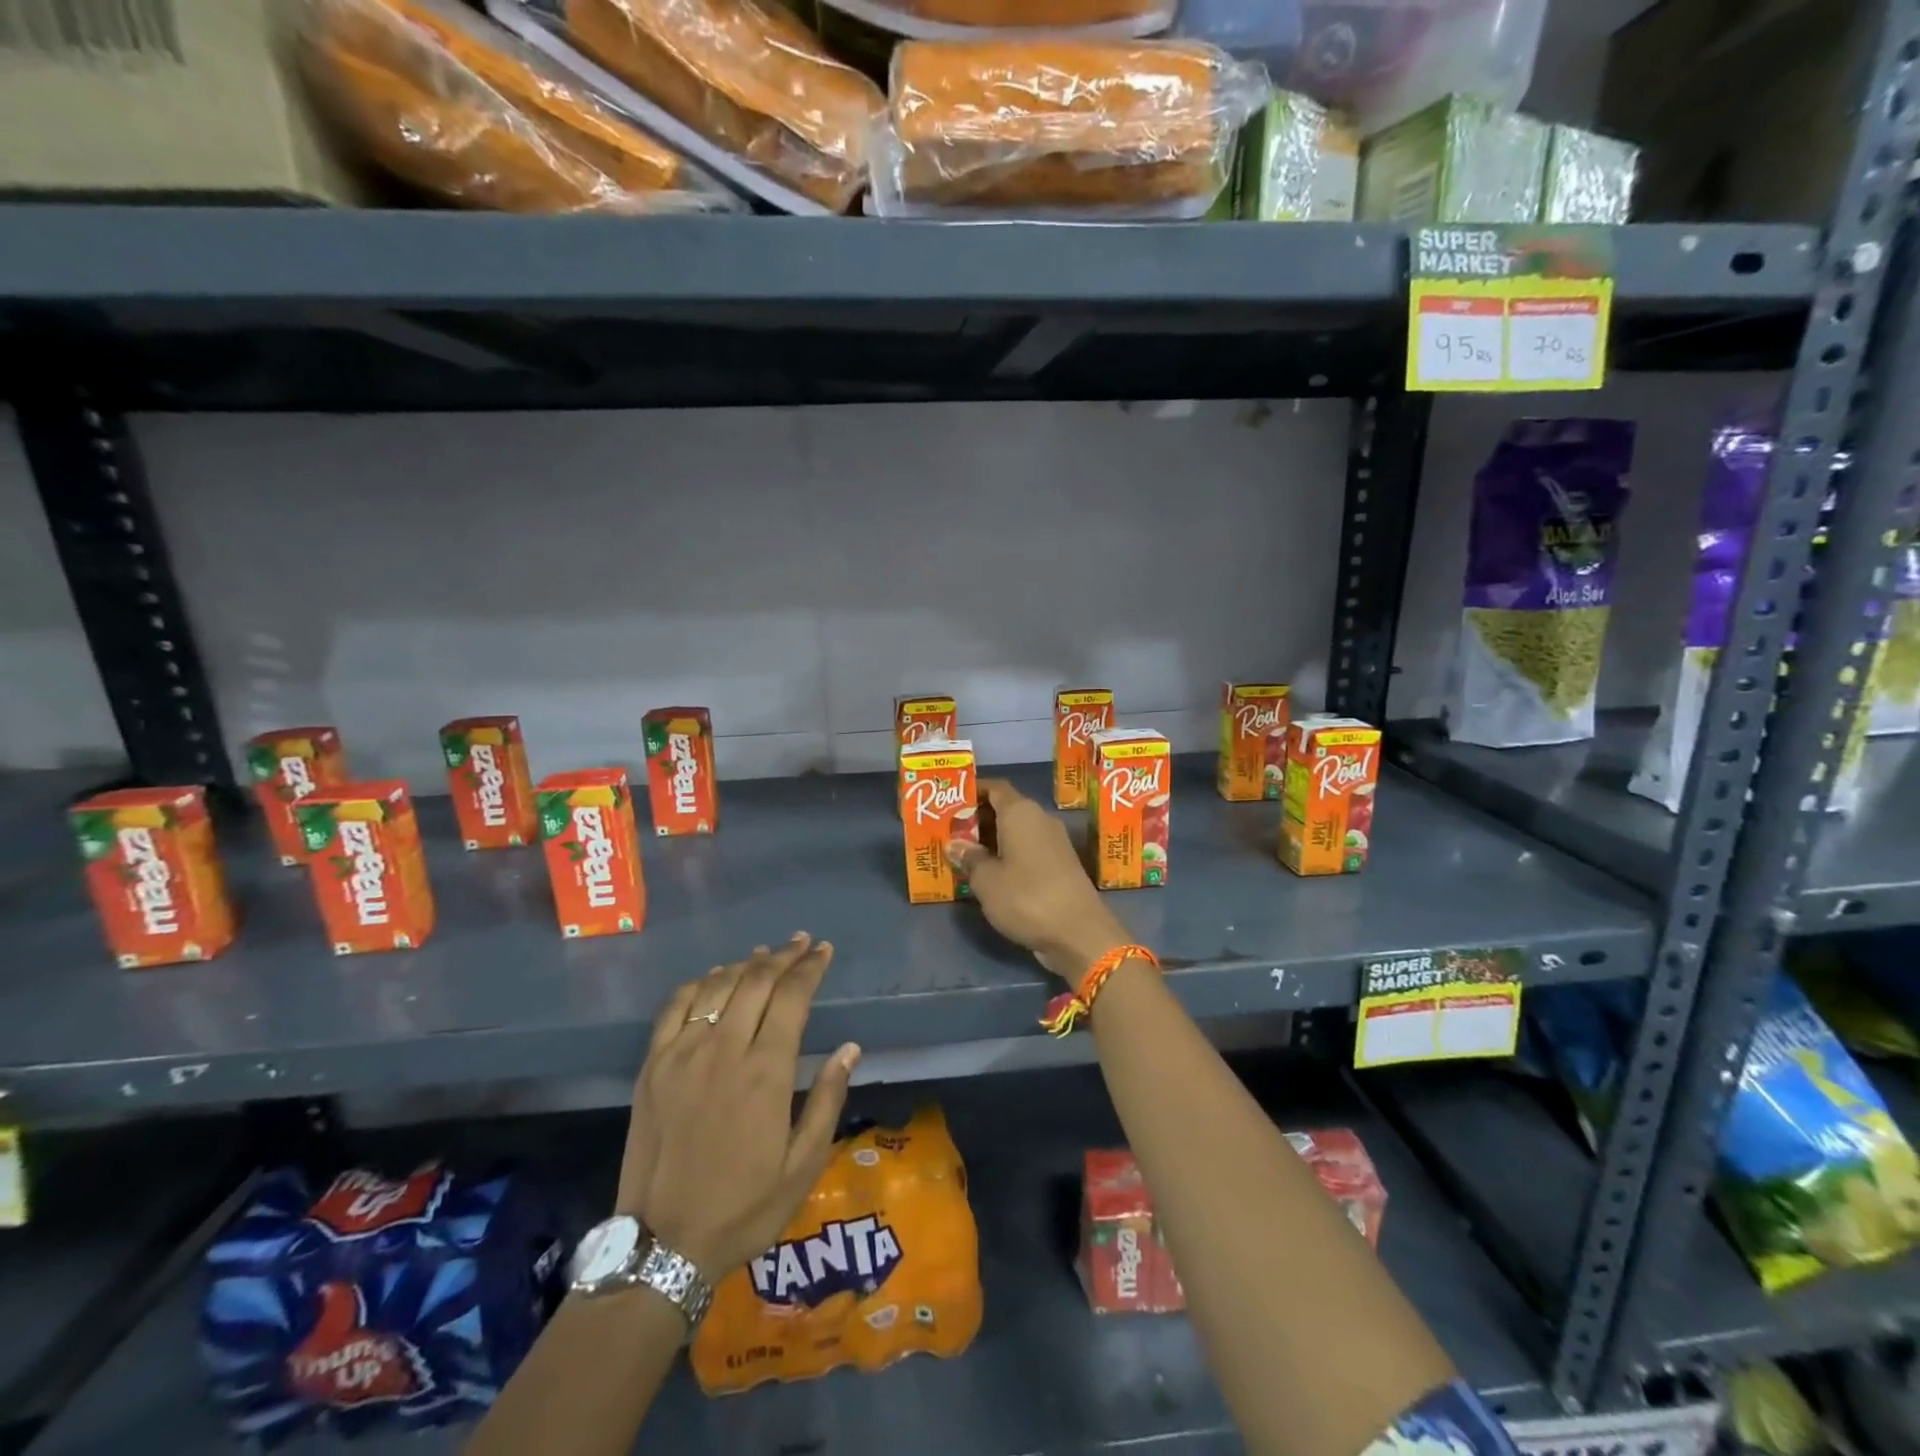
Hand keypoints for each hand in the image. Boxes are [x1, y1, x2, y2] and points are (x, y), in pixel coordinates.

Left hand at [617, 935, 859, 1277]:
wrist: (662, 1247)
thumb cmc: (743, 1209)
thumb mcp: (802, 1166)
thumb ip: (827, 1100)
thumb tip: (849, 1048)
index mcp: (765, 1072)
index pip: (792, 997)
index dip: (810, 968)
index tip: (824, 951)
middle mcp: (723, 1050)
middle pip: (756, 981)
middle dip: (783, 956)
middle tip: (801, 943)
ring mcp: (682, 1054)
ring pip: (718, 987)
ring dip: (745, 964)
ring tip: (764, 954)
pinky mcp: (652, 1067)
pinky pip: (675, 1007)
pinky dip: (699, 984)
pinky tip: (713, 980)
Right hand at [946, 778, 1131, 980]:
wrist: (1079, 933)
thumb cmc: (1027, 898)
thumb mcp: (987, 881)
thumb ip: (970, 858)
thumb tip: (955, 844)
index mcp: (1020, 812)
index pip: (995, 788)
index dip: (973, 791)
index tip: (951, 802)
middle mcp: (1040, 819)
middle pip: (1005, 808)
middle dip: (978, 819)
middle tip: (950, 833)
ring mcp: (1054, 842)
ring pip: (1017, 831)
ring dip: (993, 840)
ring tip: (965, 854)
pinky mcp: (1062, 865)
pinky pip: (1028, 849)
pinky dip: (1009, 855)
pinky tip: (991, 874)